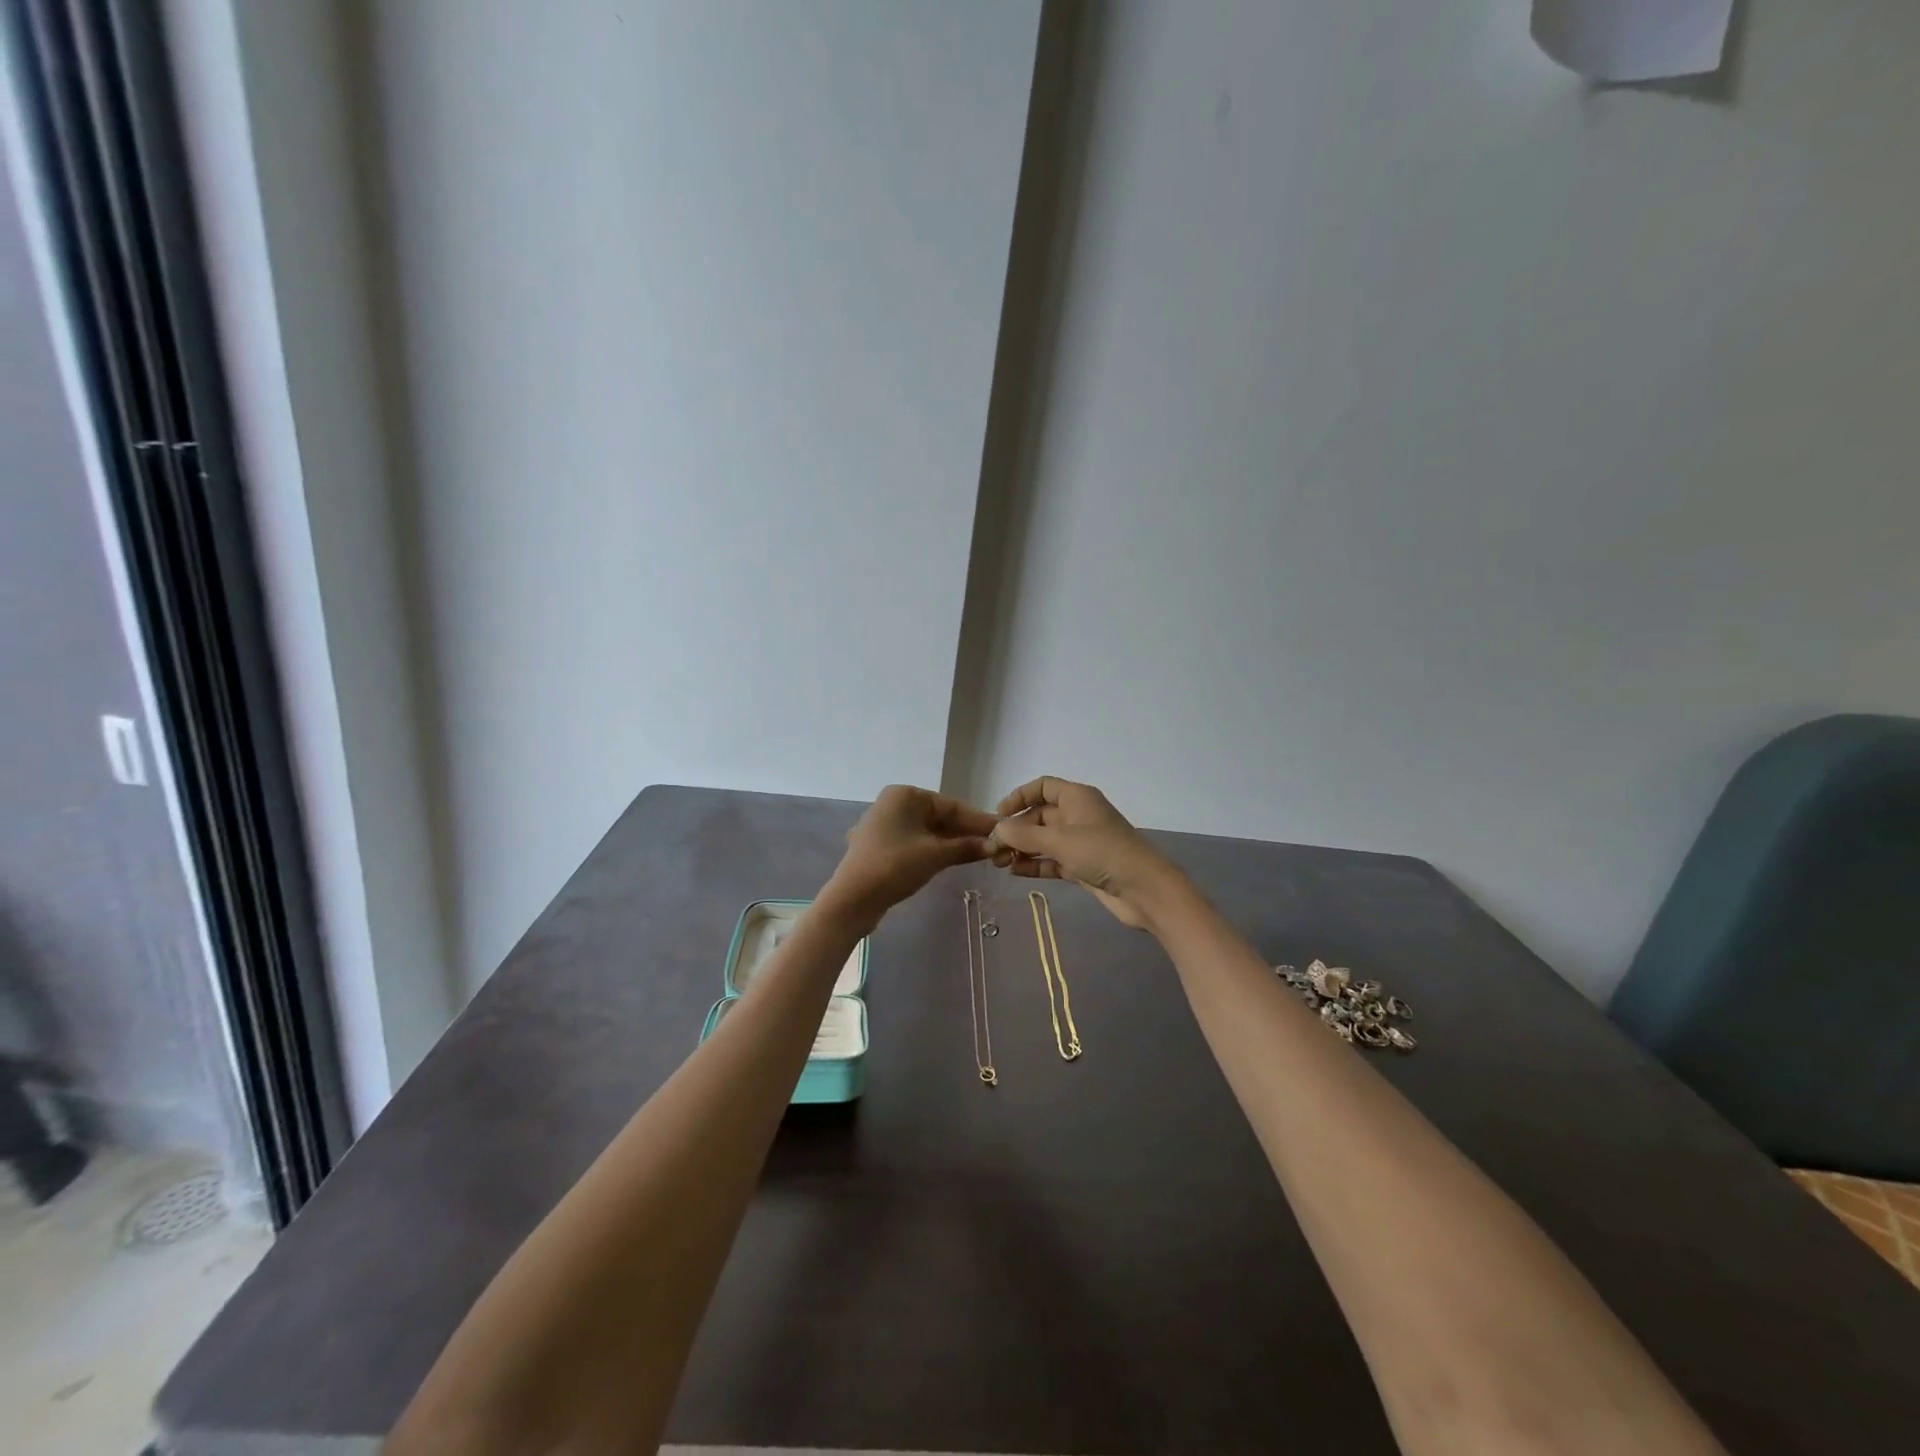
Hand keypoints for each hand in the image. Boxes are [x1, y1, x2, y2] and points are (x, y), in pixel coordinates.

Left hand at [824, 785, 997, 928]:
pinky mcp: (880, 845)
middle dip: (965, 832)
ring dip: (951, 842)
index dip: (978, 820)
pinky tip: (952, 859)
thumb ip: (967, 847)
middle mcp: (893, 803)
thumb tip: (995, 845)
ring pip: (927, 831)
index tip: (1002, 830)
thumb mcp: (936, 855)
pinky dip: (933, 849)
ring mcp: (884, 824)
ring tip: (979, 854)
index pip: (951, 805)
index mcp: (905, 795)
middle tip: (994, 845)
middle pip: (939, 816)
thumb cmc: (895, 866)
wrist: (853, 899)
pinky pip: (914, 842)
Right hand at [989, 777, 1183, 929]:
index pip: (1042, 787)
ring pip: (1044, 840)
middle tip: (993, 848)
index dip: (1018, 797)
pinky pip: (1052, 861)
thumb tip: (996, 829)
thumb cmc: (1103, 853)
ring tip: (998, 863)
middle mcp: (1078, 816)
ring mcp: (1081, 842)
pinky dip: (1035, 865)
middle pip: (1039, 816)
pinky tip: (1015, 872)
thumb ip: (1025, 835)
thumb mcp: (1060, 841)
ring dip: (1022, 849)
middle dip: (1016, 830)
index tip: (998, 815)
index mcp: (1077, 798)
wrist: (1144, 890)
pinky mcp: (1082, 866)